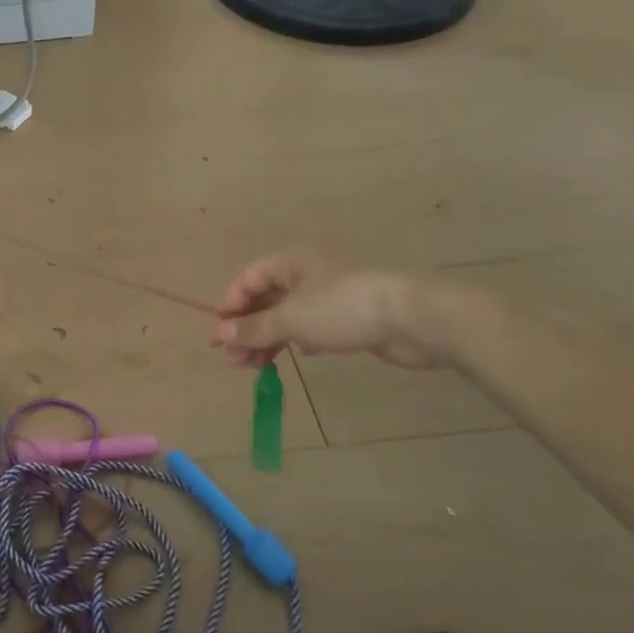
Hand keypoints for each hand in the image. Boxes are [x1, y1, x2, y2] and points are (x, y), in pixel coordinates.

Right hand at [210, 250, 445, 370]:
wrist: (414, 318)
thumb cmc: (342, 308)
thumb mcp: (290, 319)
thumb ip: (253, 328)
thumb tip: (219, 335)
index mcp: (290, 264)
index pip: (247, 281)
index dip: (230, 307)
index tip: (220, 338)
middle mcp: (307, 275)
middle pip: (265, 301)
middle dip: (247, 330)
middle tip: (233, 361)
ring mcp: (329, 297)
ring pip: (287, 318)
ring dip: (267, 341)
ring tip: (253, 368)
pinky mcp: (349, 318)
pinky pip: (311, 328)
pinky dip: (296, 342)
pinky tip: (293, 358)